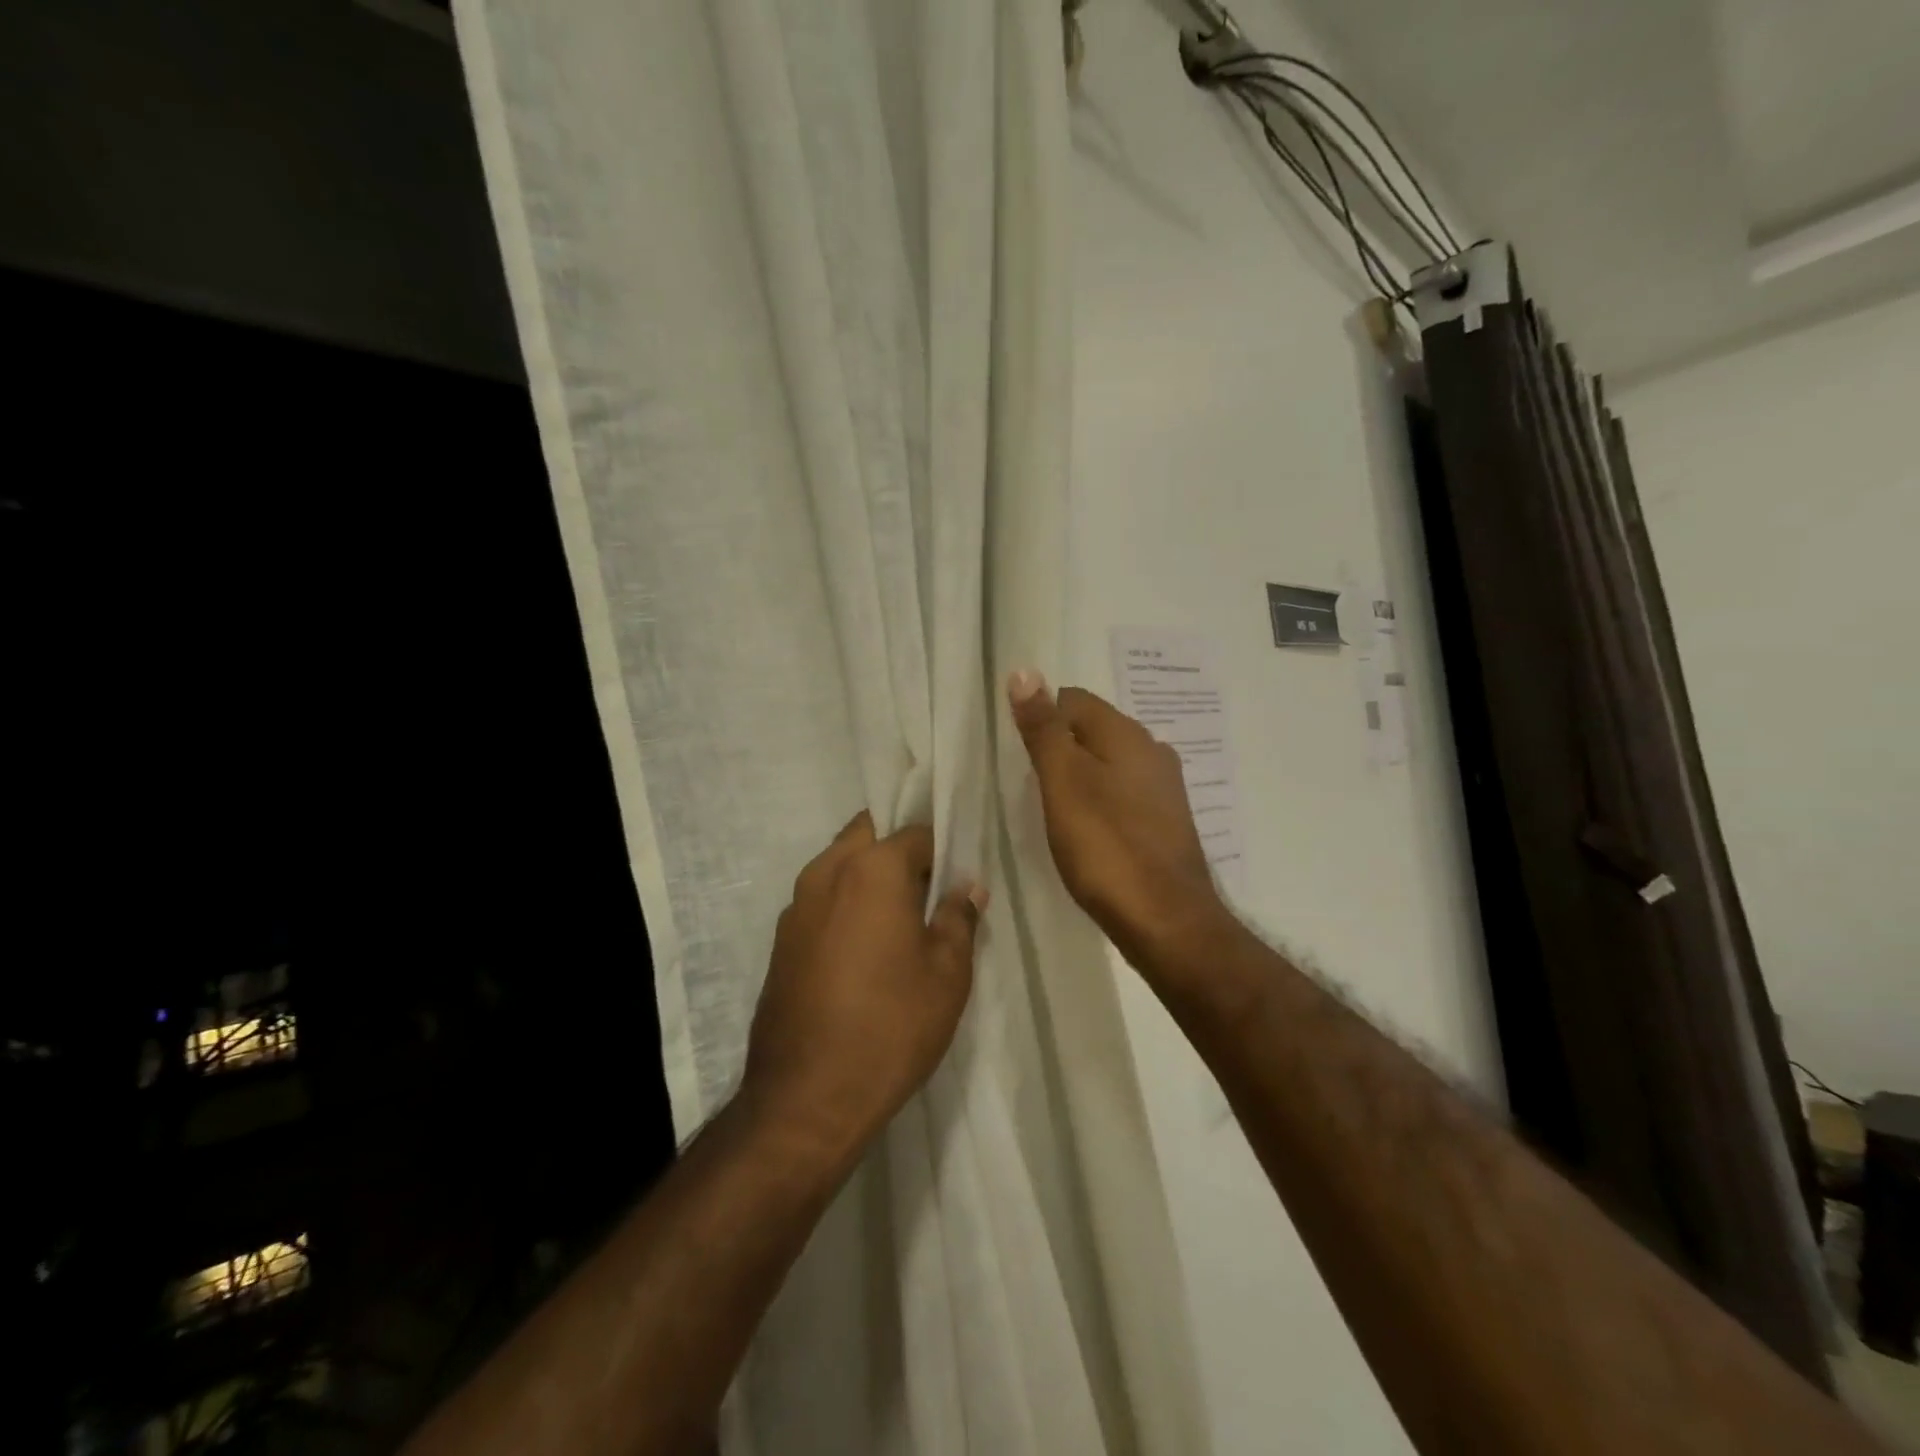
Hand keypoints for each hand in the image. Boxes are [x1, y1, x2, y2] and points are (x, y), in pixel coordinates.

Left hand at [743, 813, 984, 1167]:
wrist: (806, 1097)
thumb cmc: (891, 1026)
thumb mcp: (947, 974)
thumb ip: (958, 919)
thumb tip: (966, 888)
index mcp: (871, 869)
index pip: (915, 833)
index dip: (942, 852)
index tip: (956, 880)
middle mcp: (826, 872)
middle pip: (868, 835)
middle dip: (898, 851)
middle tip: (927, 892)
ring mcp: (796, 906)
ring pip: (838, 865)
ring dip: (868, 876)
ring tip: (898, 921)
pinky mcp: (781, 940)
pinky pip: (820, 900)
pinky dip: (844, 904)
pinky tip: (863, 950)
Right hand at [1008, 670, 1231, 980]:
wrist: (1167, 920)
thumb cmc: (1106, 847)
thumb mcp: (1063, 782)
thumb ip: (1043, 729)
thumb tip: (1024, 672)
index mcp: (1127, 733)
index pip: (1072, 699)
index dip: (1040, 719)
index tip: (1019, 756)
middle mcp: (1152, 751)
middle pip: (1092, 730)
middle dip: (1060, 749)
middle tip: (1031, 785)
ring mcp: (1164, 789)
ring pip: (1109, 764)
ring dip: (1080, 777)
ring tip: (1054, 811)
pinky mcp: (1166, 822)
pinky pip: (1123, 795)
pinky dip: (1100, 803)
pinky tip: (1087, 832)